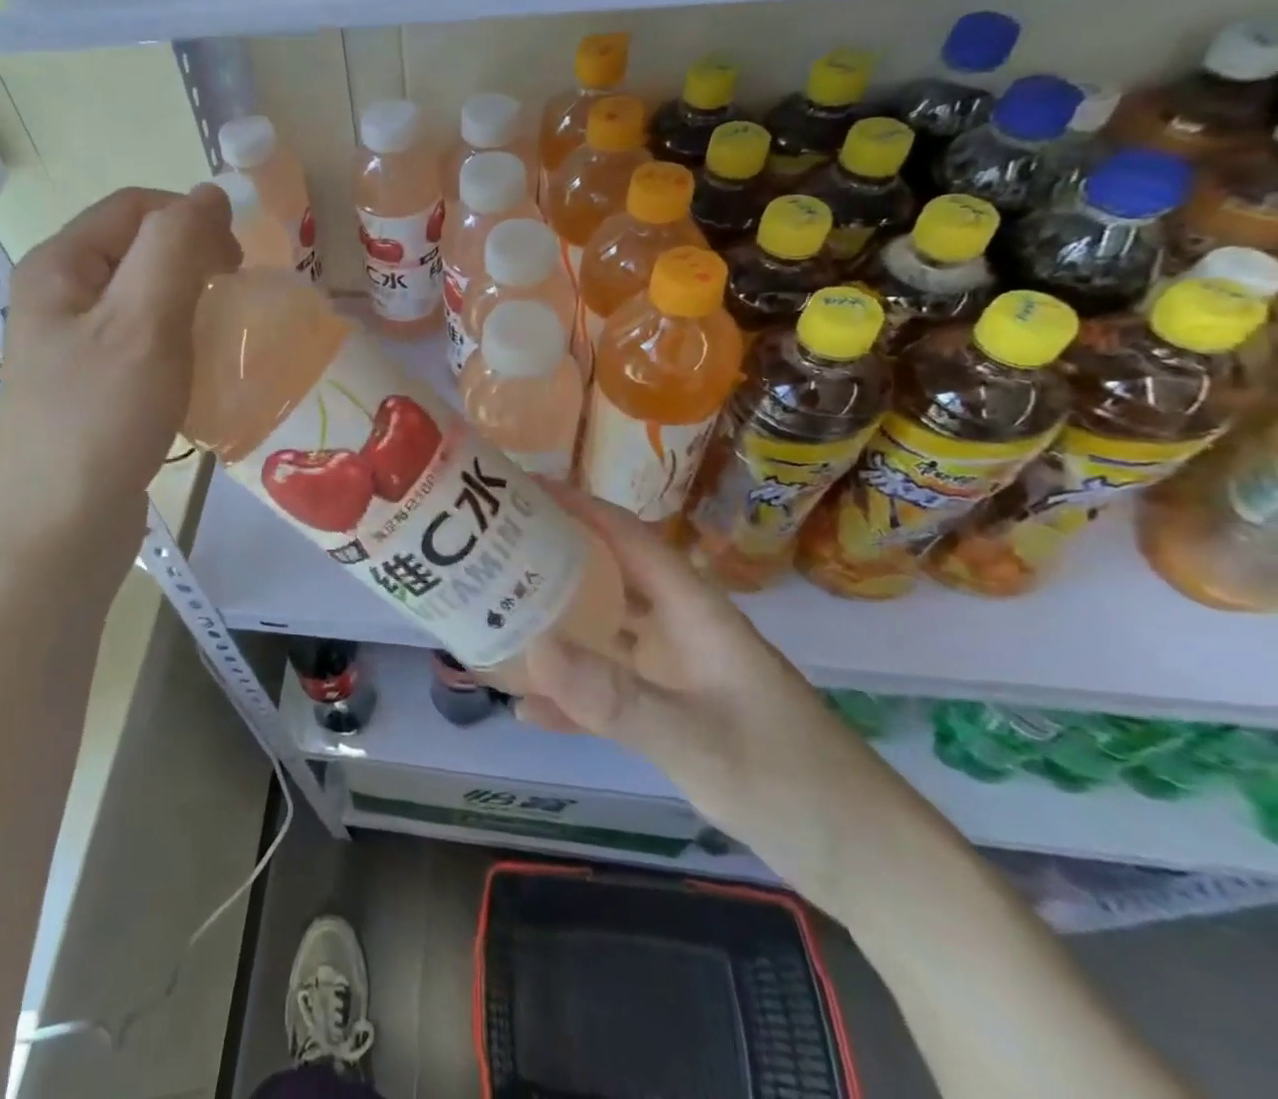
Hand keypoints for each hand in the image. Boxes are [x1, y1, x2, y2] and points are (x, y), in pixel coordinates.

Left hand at [0, 186, 239, 575]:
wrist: (60, 531)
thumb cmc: (101, 418)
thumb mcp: (144, 321)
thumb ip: (176, 245)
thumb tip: (209, 194)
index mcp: (58, 266)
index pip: (135, 207)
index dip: (192, 219)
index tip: (237, 264)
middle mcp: (57, 297)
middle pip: (138, 250)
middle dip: (193, 263)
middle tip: (233, 300)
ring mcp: (70, 347)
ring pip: (143, 300)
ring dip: (189, 307)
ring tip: (219, 338)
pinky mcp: (90, 389)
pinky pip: (141, 345)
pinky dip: (176, 347)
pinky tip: (196, 376)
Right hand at [518, 482, 897, 909]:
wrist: (865, 861)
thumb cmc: (790, 781)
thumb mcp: (697, 739)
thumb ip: (616, 698)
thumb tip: (533, 648)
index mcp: (692, 610)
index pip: (626, 536)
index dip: (575, 505)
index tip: (518, 488)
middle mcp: (677, 629)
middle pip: (604, 576)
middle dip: (547, 559)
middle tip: (484, 551)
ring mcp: (674, 672)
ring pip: (600, 633)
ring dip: (551, 626)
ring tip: (490, 616)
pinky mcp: (672, 714)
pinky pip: (606, 691)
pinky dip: (568, 693)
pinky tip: (524, 705)